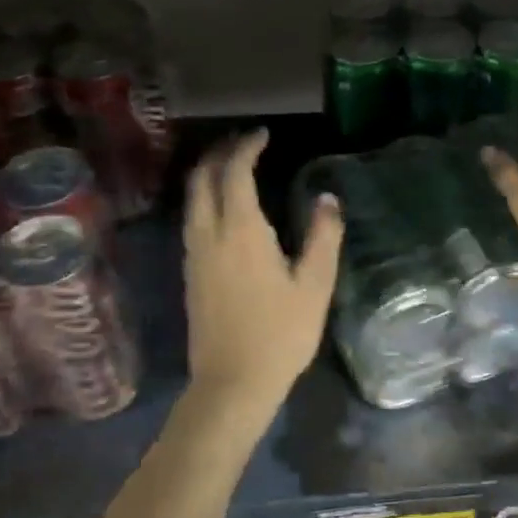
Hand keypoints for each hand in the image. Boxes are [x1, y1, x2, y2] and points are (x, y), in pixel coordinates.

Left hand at [183, 129, 343, 401]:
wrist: (232, 382)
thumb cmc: (280, 334)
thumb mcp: (315, 286)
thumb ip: (323, 237)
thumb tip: (328, 199)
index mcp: (241, 231)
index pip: (235, 172)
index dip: (247, 147)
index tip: (263, 134)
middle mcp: (209, 234)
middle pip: (201, 178)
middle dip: (219, 153)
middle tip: (243, 143)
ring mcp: (193, 255)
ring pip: (191, 199)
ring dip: (207, 175)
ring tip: (231, 168)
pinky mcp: (189, 274)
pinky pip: (191, 220)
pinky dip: (203, 199)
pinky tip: (223, 211)